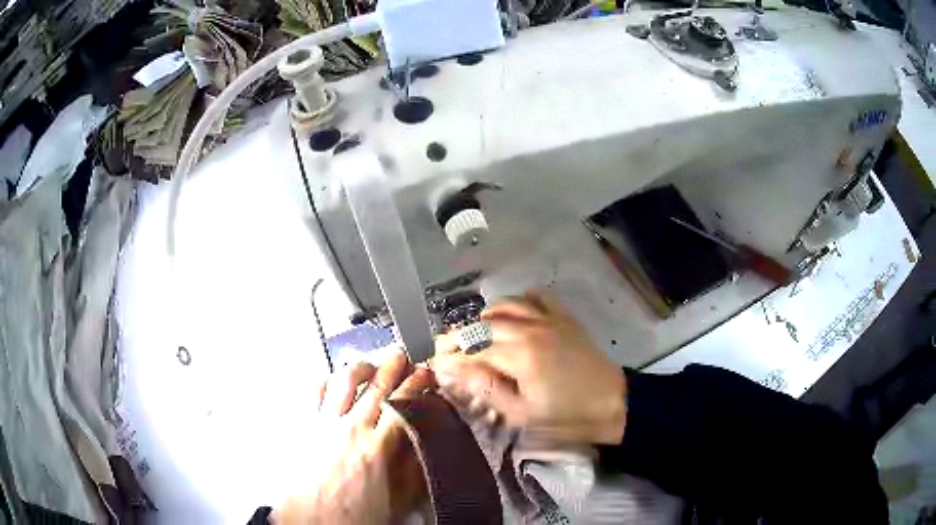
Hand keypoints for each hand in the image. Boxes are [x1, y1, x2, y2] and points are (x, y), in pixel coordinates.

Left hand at [273, 350, 431, 523]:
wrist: (313, 519)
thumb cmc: (354, 514)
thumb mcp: (397, 499)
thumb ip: (414, 469)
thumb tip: (426, 443)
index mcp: (378, 447)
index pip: (403, 403)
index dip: (418, 385)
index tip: (426, 375)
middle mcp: (351, 427)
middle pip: (376, 385)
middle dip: (393, 366)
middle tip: (403, 356)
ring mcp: (325, 423)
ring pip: (344, 381)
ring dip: (361, 367)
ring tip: (371, 364)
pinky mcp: (306, 425)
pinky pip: (315, 392)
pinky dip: (327, 380)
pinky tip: (334, 379)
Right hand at [431, 291, 626, 446]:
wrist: (612, 403)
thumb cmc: (566, 416)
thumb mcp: (522, 413)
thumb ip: (486, 388)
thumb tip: (453, 371)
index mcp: (520, 355)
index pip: (472, 349)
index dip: (450, 355)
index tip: (434, 362)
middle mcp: (531, 329)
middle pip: (483, 324)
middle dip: (459, 336)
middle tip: (447, 349)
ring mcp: (549, 319)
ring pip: (505, 305)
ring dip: (484, 317)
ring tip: (476, 334)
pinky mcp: (563, 317)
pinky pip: (536, 296)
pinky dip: (519, 301)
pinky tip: (514, 316)